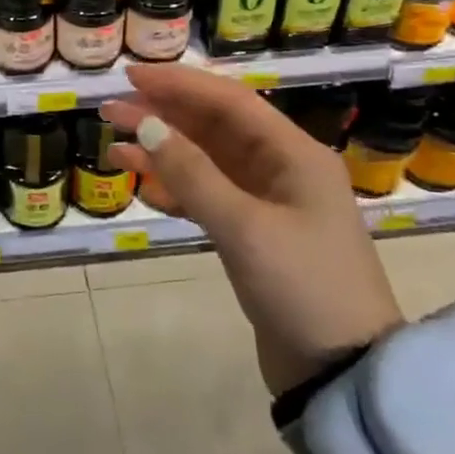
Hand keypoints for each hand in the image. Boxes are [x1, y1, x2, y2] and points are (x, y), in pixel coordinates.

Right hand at [102, 64, 403, 395]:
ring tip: (114, 146)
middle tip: (111, 110)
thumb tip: (145, 125)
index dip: (179, 85)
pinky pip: (207, 195)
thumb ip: (192, 173)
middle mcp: (283, 169)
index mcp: (294, 154)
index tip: (132, 77)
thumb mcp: (244, 227)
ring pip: (207, 161)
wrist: (343, 376)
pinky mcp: (254, 235)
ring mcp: (269, 203)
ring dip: (163, 152)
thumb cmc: (303, 288)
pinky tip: (141, 184)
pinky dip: (175, 187)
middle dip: (163, 116)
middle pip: (214, 127)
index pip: (230, 101)